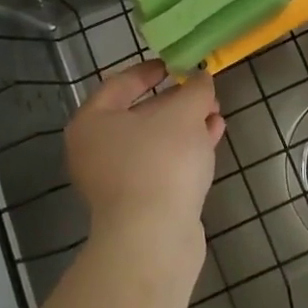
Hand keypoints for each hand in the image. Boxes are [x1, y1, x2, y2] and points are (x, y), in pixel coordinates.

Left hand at [65, 61, 224, 269]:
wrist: (153, 241)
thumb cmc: (159, 162)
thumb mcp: (183, 114)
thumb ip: (194, 90)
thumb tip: (201, 78)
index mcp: (92, 123)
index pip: (119, 84)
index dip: (147, 71)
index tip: (173, 65)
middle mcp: (96, 151)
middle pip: (138, 115)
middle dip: (174, 102)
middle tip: (202, 90)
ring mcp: (115, 182)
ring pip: (153, 143)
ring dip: (185, 126)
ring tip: (215, 112)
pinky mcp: (137, 206)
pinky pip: (162, 166)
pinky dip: (185, 150)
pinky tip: (213, 137)